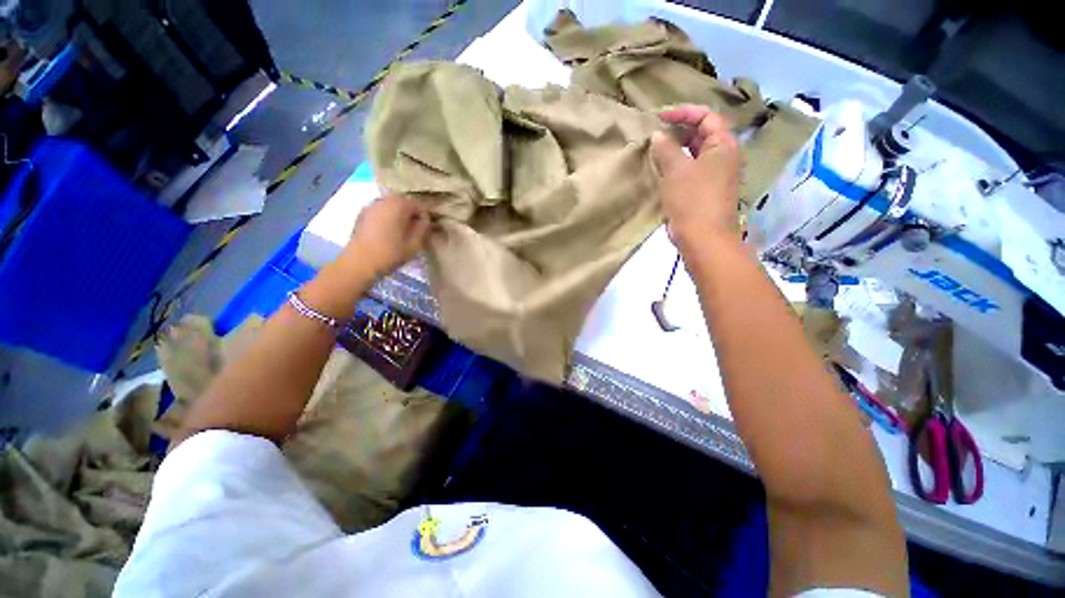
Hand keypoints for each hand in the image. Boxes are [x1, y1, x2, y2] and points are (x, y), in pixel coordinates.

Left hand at [343, 193, 430, 278]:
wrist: (359, 262)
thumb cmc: (391, 253)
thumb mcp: (415, 244)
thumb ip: (423, 228)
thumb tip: (425, 220)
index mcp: (399, 205)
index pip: (418, 206)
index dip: (425, 217)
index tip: (427, 229)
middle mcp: (384, 200)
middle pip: (403, 203)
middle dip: (410, 214)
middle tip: (415, 230)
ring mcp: (371, 206)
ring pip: (390, 206)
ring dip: (398, 215)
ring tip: (401, 231)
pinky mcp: (362, 214)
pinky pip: (380, 211)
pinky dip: (386, 218)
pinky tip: (387, 232)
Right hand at [650, 105, 740, 250]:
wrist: (703, 238)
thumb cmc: (692, 200)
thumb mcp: (676, 170)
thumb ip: (666, 149)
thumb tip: (658, 135)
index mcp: (723, 145)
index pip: (706, 116)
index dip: (683, 113)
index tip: (660, 118)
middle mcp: (723, 156)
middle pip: (702, 134)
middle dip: (679, 131)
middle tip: (655, 134)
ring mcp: (715, 175)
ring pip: (695, 154)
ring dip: (676, 150)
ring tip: (655, 152)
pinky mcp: (704, 191)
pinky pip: (690, 171)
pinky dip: (676, 167)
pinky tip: (661, 172)